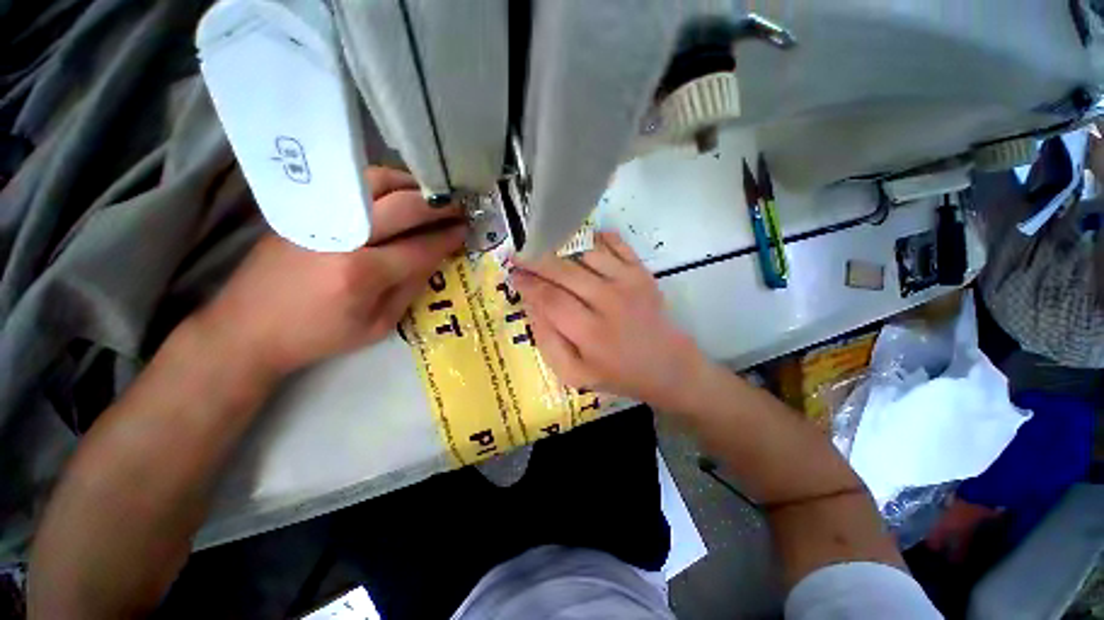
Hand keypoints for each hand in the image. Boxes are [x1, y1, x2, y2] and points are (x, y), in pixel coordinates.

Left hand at [196, 167, 465, 377]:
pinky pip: (353, 184)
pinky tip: (397, 195)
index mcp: (363, 274)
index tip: (466, 230)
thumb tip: (433, 257)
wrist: (248, 327)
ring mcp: (319, 216)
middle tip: (459, 207)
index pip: (421, 247)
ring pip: (376, 182)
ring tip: (430, 196)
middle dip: (438, 206)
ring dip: (411, 186)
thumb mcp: (378, 326)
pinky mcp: (304, 208)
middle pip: (403, 206)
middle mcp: (343, 236)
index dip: (448, 237)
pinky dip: (384, 184)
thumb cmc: (319, 335)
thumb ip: (410, 288)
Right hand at [513, 232, 707, 410]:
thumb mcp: (575, 374)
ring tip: (545, 247)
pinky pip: (616, 243)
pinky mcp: (642, 272)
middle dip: (536, 260)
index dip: (528, 284)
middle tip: (519, 254)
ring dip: (562, 247)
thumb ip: (548, 342)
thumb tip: (532, 307)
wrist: (669, 367)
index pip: (550, 299)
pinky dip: (597, 237)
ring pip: (586, 252)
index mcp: (590, 333)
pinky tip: (582, 241)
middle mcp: (609, 301)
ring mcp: (628, 282)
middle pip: (564, 271)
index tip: (513, 274)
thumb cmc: (619, 374)